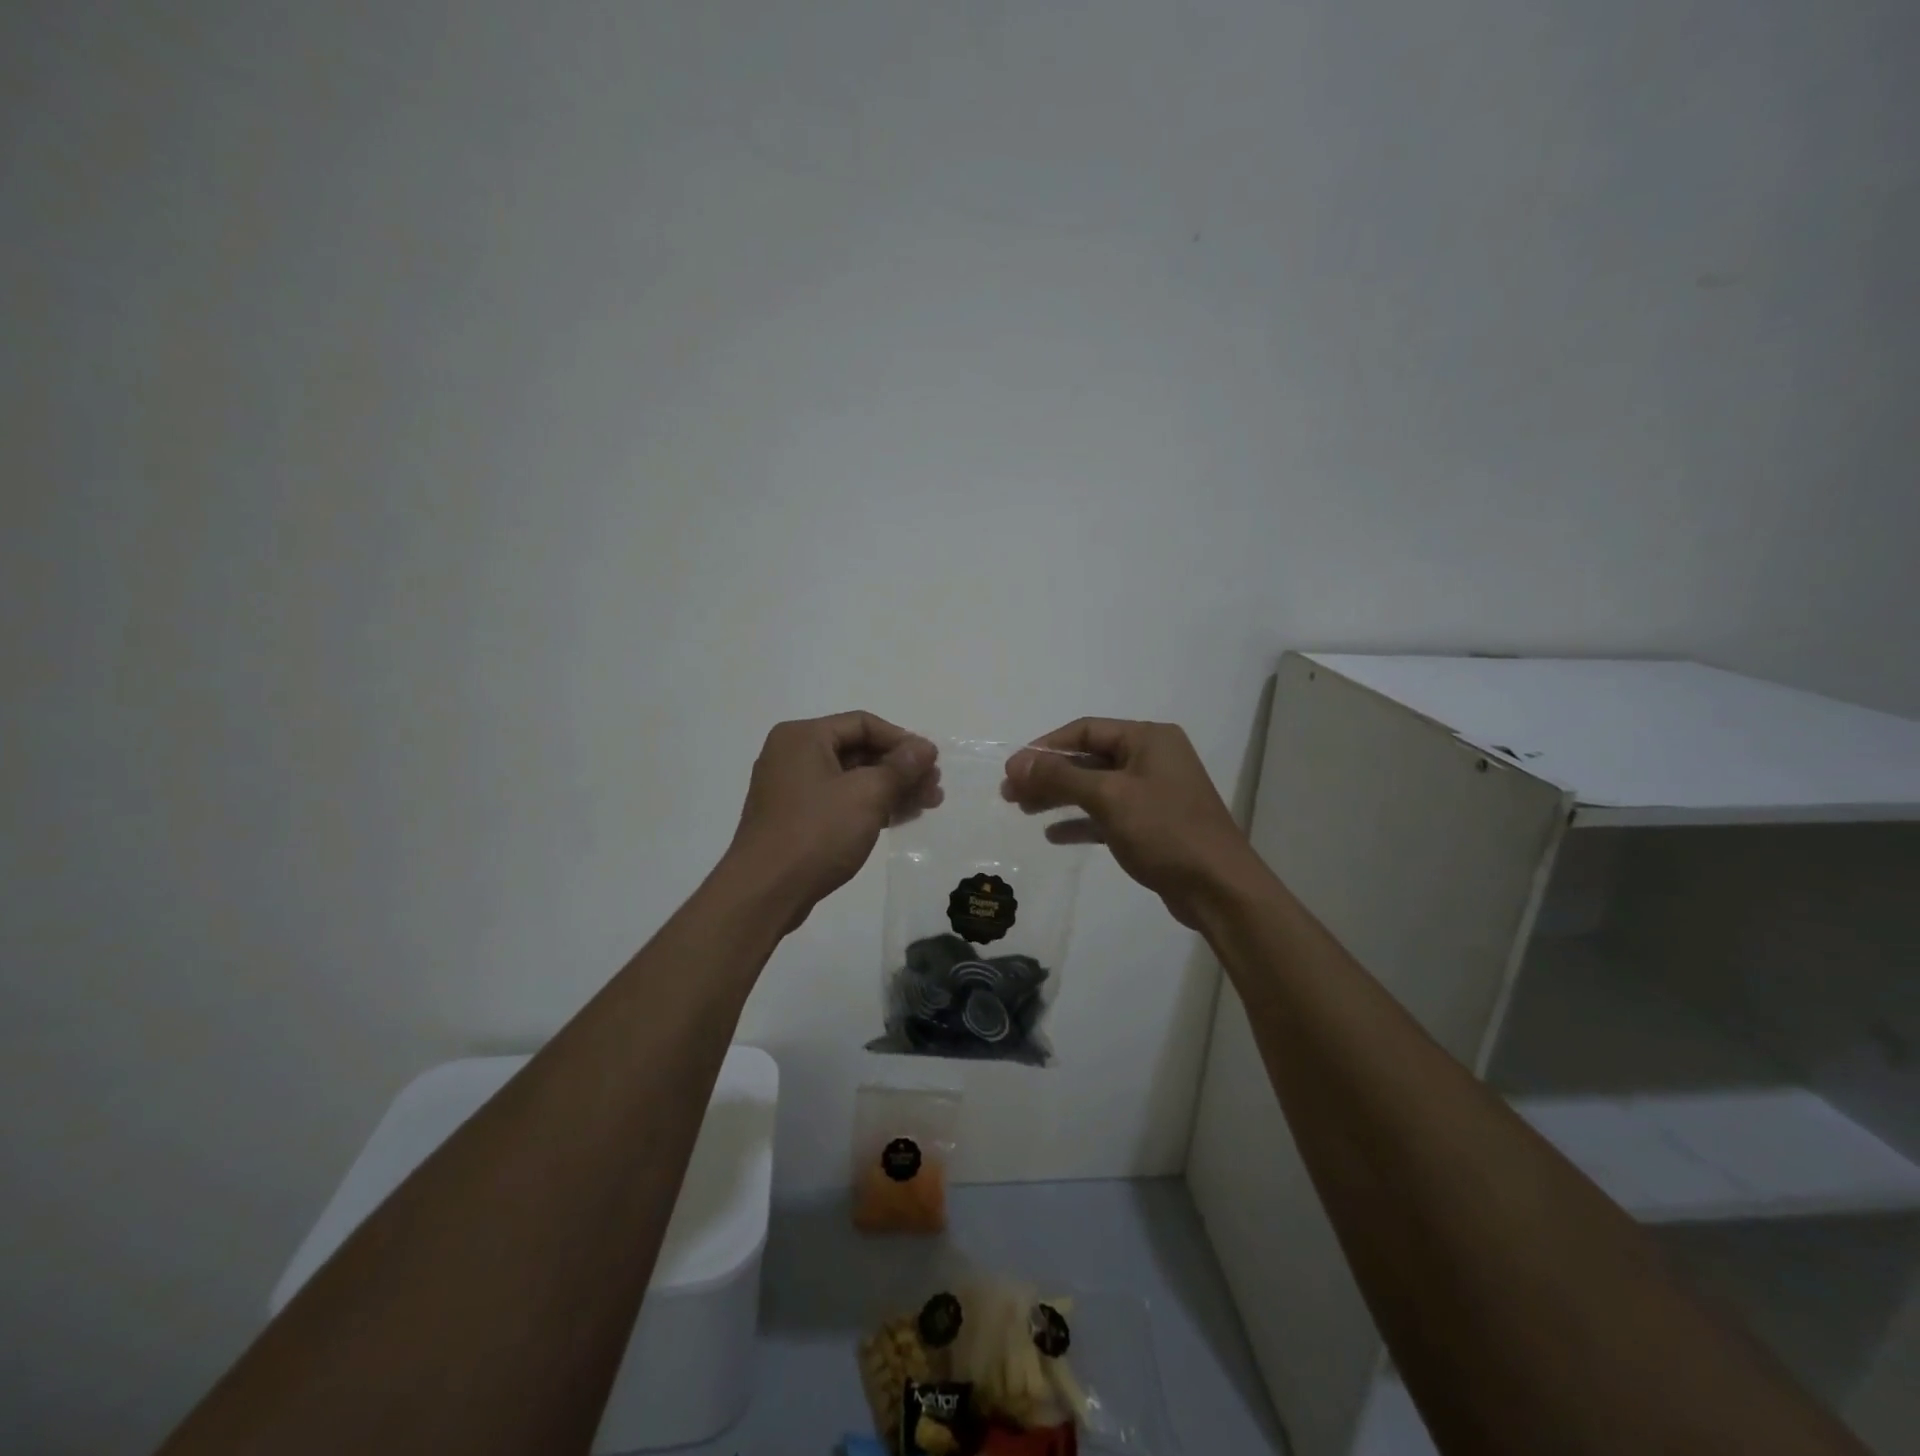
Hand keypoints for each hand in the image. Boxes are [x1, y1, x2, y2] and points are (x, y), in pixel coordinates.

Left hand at [724, 712, 941, 927]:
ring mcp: (790, 788)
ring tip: (927, 805)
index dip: (902, 740)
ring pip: (851, 778)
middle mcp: (792, 755)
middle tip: (935, 788)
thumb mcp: (867, 795)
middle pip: (858, 750)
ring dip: (890, 789)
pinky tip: (898, 818)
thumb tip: (925, 747)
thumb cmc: (816, 833)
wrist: (764, 892)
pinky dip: (868, 806)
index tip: (932, 763)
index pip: (863, 724)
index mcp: (803, 737)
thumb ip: (900, 767)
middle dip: (900, 768)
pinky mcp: (793, 818)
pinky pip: (838, 801)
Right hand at [1002, 719, 1258, 928]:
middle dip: (1048, 774)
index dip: (1045, 748)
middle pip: (1088, 758)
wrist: (1218, 888)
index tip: (1012, 769)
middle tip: (1010, 793)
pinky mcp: (1152, 823)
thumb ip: (1061, 776)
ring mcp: (1153, 792)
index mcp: (1148, 739)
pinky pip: (1107, 813)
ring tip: (1022, 810)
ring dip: (1059, 796)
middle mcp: (1152, 758)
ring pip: (1095, 786)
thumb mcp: (1109, 797)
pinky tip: (1053, 834)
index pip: (1085, 730)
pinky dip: (1080, 821)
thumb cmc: (1165, 831)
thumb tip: (1018, 762)